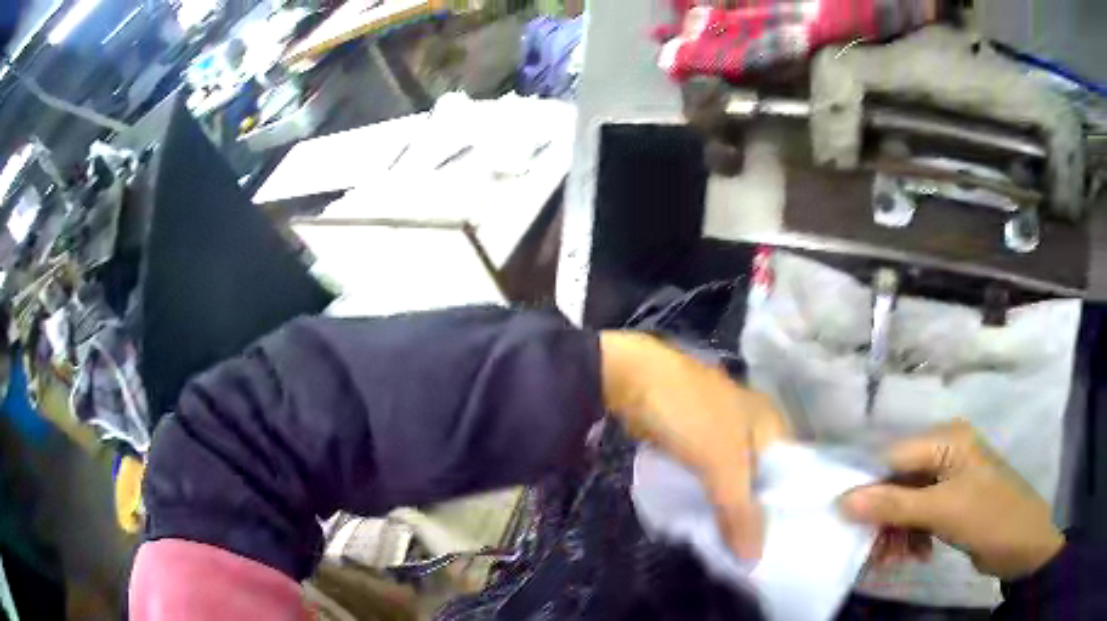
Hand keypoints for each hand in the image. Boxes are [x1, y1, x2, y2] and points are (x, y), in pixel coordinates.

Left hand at [600, 331, 791, 559]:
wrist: (632, 378)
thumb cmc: (690, 415)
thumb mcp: (723, 466)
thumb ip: (740, 513)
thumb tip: (752, 559)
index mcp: (772, 422)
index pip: (792, 473)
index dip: (786, 507)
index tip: (780, 541)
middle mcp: (753, 423)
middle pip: (762, 476)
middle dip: (755, 509)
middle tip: (752, 549)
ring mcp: (722, 428)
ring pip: (734, 475)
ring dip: (730, 502)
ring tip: (731, 540)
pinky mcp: (694, 436)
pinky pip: (711, 471)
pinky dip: (710, 491)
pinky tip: (708, 515)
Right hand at [839, 420, 1064, 579]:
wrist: (1022, 544)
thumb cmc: (989, 516)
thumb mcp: (942, 511)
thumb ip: (893, 505)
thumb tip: (841, 500)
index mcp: (947, 439)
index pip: (893, 456)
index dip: (868, 487)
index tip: (846, 522)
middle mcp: (946, 452)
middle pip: (899, 482)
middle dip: (884, 518)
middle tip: (872, 552)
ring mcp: (950, 478)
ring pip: (906, 503)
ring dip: (896, 533)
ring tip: (892, 561)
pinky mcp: (952, 502)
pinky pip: (920, 516)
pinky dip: (911, 537)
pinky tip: (915, 555)